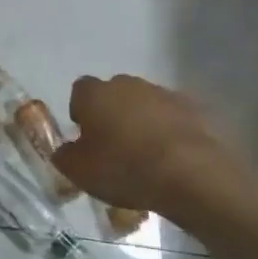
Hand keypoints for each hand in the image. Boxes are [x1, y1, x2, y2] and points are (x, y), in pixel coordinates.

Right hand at [53, 76, 254, 219]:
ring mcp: (162, 93)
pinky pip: (171, 116)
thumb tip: (66, 150)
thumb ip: (65, 156)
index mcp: (94, 93)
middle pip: (113, 94)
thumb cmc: (124, 168)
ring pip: (144, 103)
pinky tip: (171, 156)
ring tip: (146, 154)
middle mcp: (126, 84)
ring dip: (141, 121)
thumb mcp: (80, 172)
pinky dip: (168, 130)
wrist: (190, 174)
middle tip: (115, 146)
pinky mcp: (192, 108)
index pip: (79, 92)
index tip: (86, 137)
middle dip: (112, 113)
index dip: (81, 112)